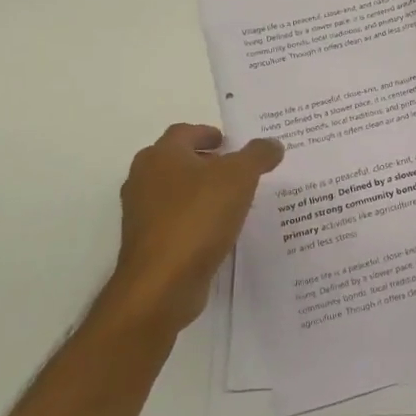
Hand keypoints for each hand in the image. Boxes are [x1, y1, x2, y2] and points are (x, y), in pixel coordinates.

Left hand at [108, 123, 283, 334]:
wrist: (162, 283)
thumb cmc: (198, 217)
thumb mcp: (239, 177)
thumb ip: (258, 155)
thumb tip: (273, 143)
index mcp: (161, 156)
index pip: (184, 132)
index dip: (208, 133)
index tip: (230, 143)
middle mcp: (144, 179)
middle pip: (177, 161)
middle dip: (206, 162)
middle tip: (237, 169)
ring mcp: (141, 214)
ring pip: (175, 192)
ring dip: (201, 191)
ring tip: (234, 200)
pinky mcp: (148, 243)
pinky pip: (175, 220)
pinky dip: (195, 218)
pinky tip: (219, 229)